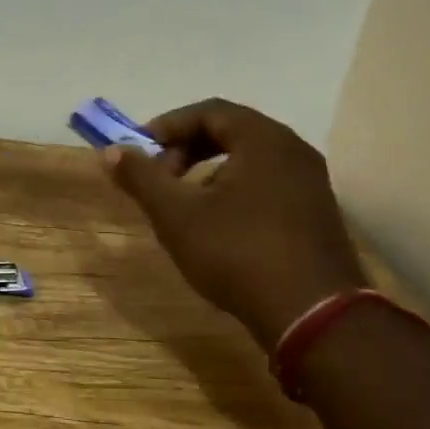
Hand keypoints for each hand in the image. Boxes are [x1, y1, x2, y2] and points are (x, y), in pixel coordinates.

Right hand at [104, 99, 366, 341]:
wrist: (313, 317)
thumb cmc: (238, 253)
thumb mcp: (176, 215)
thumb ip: (142, 178)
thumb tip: (112, 151)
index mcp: (263, 139)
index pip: (209, 111)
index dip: (168, 126)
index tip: (140, 151)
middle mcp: (293, 151)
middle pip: (231, 131)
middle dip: (187, 149)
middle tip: (160, 177)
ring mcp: (311, 183)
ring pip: (250, 160)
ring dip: (209, 172)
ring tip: (184, 205)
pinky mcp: (317, 214)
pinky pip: (268, 184)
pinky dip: (235, 190)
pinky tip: (218, 226)